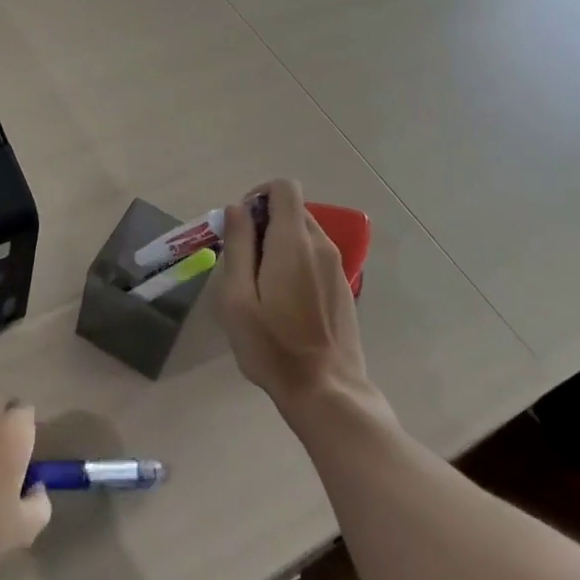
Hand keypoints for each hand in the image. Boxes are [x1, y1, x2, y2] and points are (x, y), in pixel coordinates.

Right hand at [221, 178, 368, 410]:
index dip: (258, 194)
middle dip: (264, 222)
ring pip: (304, 233)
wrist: (327, 391)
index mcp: (293, 242)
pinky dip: (296, 261)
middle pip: (293, 209)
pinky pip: (316, 256)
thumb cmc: (272, 345)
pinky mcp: (343, 287)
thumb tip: (237, 208)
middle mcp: (321, 245)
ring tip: (260, 284)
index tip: (240, 225)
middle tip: (243, 260)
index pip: (284, 188)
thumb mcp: (237, 297)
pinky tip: (283, 301)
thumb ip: (237, 246)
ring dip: (279, 243)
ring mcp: (336, 267)